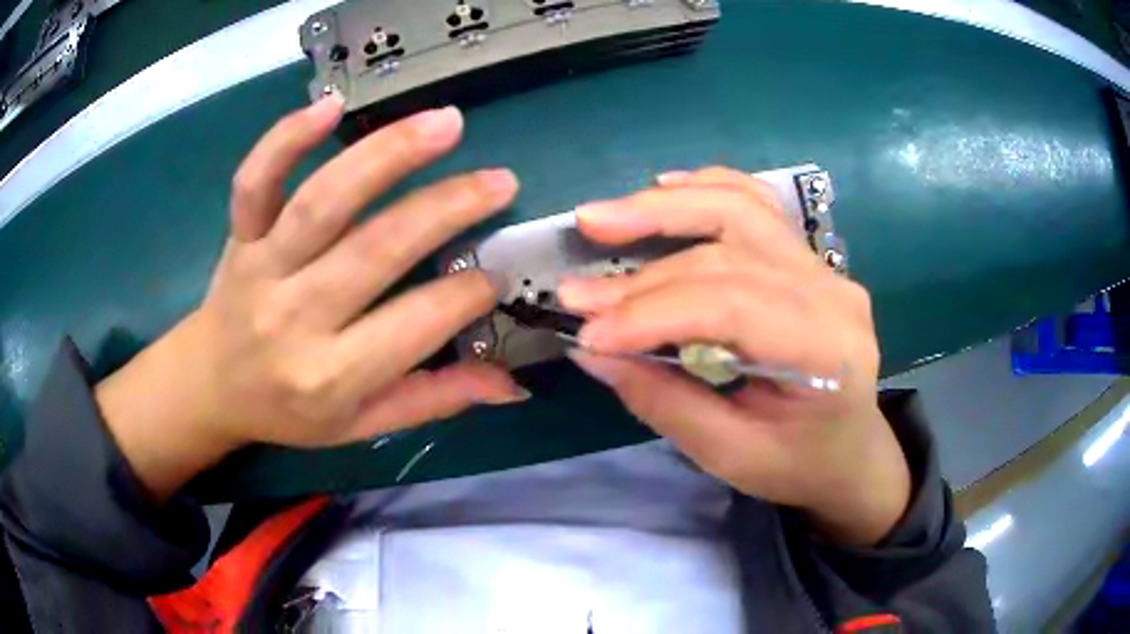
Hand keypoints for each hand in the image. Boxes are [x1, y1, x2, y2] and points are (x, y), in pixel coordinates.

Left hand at [96, 98, 524, 499]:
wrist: (211, 386)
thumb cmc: (288, 412)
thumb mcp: (361, 425)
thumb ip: (433, 400)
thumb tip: (513, 384)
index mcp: (330, 376)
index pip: (415, 324)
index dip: (467, 293)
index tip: (498, 272)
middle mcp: (294, 317)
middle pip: (376, 248)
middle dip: (447, 208)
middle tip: (500, 182)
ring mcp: (261, 267)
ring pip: (324, 201)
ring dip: (388, 154)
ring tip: (446, 123)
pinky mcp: (239, 234)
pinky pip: (255, 181)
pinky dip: (286, 139)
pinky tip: (331, 106)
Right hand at [558, 167, 909, 544]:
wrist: (850, 452)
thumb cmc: (798, 464)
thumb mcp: (730, 455)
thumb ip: (663, 401)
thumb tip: (591, 350)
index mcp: (826, 349)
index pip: (730, 305)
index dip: (652, 313)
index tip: (588, 332)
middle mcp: (831, 292)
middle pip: (727, 253)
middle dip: (643, 273)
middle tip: (576, 286)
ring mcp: (823, 267)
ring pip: (740, 209)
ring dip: (665, 208)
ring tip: (602, 219)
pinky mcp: (807, 258)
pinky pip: (756, 205)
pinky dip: (707, 188)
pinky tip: (663, 186)